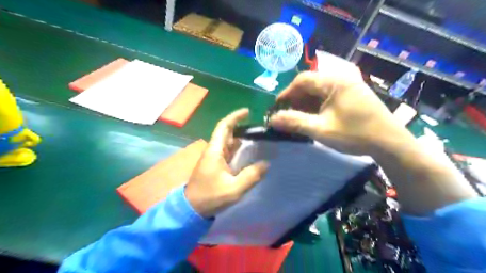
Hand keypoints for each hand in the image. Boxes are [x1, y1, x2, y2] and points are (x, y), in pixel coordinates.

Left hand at [187, 109, 269, 217]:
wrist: (191, 209)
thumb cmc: (210, 197)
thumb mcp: (233, 189)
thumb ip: (251, 176)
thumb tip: (266, 164)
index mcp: (215, 151)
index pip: (224, 127)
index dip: (234, 117)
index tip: (248, 112)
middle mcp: (213, 151)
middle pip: (226, 133)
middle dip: (240, 126)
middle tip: (257, 127)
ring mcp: (214, 158)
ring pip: (228, 142)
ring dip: (240, 138)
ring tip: (257, 138)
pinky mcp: (215, 166)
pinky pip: (228, 152)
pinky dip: (238, 149)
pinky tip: (248, 153)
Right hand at [270, 68, 413, 154]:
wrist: (389, 143)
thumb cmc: (355, 134)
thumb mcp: (321, 130)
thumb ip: (295, 122)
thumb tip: (271, 120)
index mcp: (334, 81)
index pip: (302, 80)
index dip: (286, 94)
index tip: (277, 109)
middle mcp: (341, 77)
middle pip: (310, 84)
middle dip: (296, 100)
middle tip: (287, 116)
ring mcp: (348, 85)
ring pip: (318, 90)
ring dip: (305, 104)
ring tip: (298, 118)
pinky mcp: (352, 93)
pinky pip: (328, 95)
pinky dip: (317, 105)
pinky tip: (313, 117)